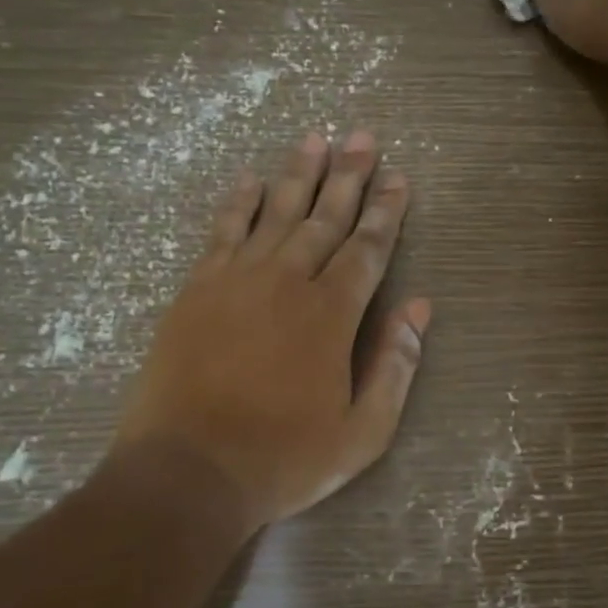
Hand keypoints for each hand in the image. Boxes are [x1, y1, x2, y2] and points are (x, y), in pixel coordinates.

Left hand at [114, 131, 430, 530]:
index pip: (367, 249)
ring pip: (275, 213)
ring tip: (315, 138)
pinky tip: (250, 179)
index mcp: (331, 315)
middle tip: (362, 137)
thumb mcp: (362, 432)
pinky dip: (239, 202)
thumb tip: (419, 308)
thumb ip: (394, 366)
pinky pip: (222, 232)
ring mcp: (237, 281)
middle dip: (348, 176)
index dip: (386, 212)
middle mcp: (287, 282)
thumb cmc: (283, 458)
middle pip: (324, 218)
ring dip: (298, 174)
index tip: (398, 178)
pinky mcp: (197, 290)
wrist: (188, 470)